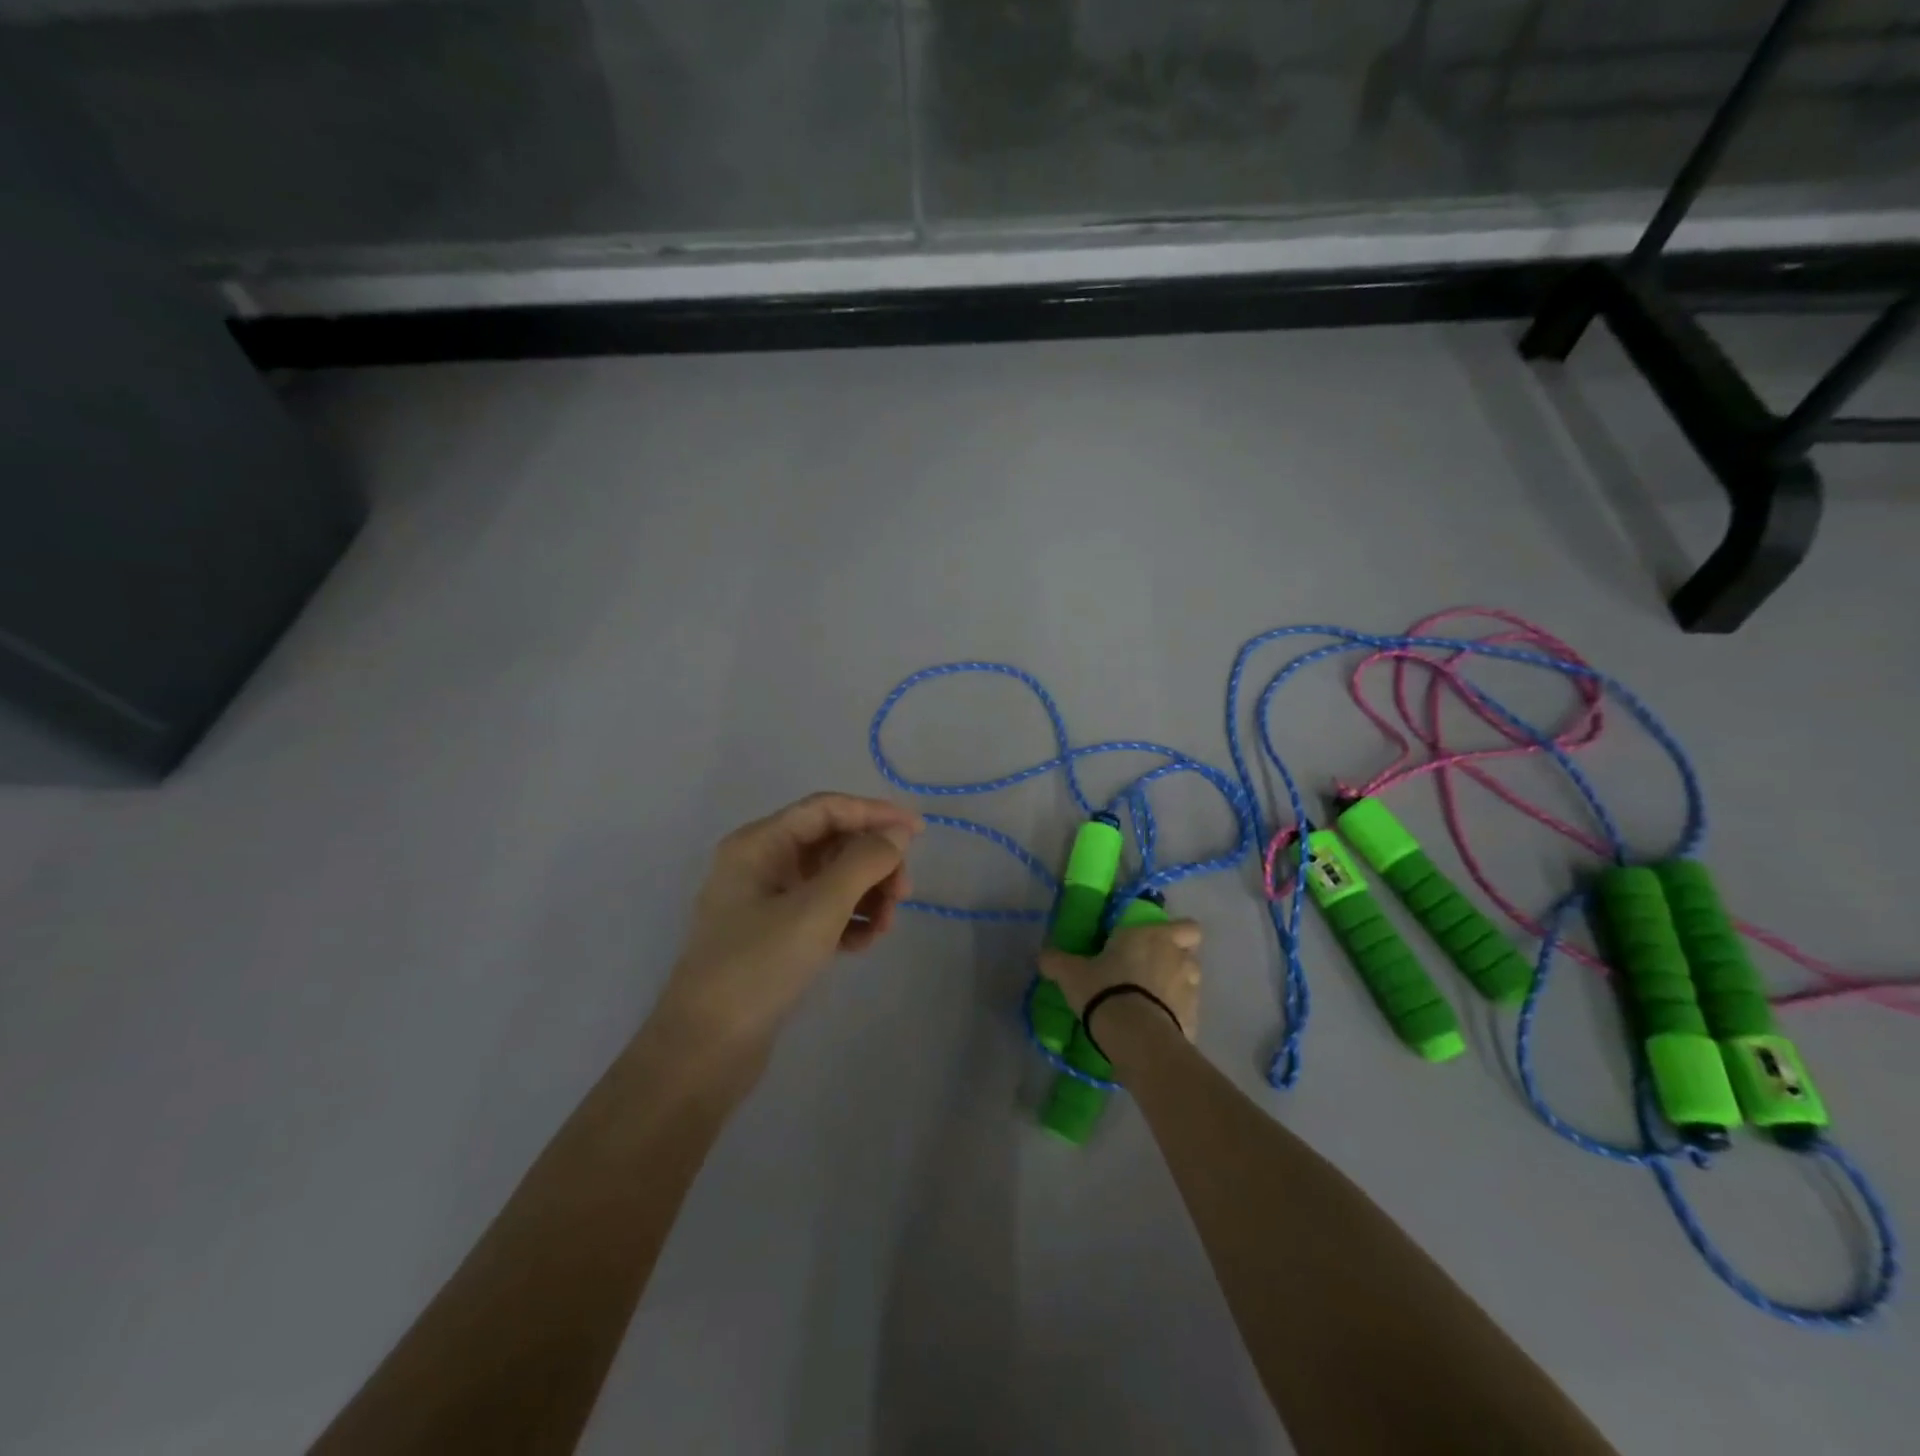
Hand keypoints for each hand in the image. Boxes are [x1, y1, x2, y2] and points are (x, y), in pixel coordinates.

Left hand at [646, 793, 924, 1063]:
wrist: (704, 1051)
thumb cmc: (758, 966)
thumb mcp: (817, 909)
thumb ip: (863, 862)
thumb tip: (897, 834)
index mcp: (760, 843)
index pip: (827, 809)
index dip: (875, 813)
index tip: (919, 832)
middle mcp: (761, 864)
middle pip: (833, 844)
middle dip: (873, 863)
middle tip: (904, 894)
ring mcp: (766, 902)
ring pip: (832, 880)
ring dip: (866, 894)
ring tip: (884, 927)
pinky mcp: (774, 937)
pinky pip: (822, 912)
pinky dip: (848, 920)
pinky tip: (863, 944)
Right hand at [1039, 919, 1203, 1041]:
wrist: (1134, 1036)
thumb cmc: (1105, 989)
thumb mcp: (1072, 973)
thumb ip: (1058, 961)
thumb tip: (1043, 955)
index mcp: (1153, 936)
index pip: (1187, 927)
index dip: (1178, 933)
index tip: (1158, 942)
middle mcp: (1179, 958)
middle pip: (1190, 954)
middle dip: (1175, 961)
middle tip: (1150, 971)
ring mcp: (1191, 991)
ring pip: (1192, 983)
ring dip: (1177, 988)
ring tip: (1152, 1001)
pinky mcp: (1194, 1021)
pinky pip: (1187, 1014)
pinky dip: (1175, 1018)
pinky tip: (1155, 1027)